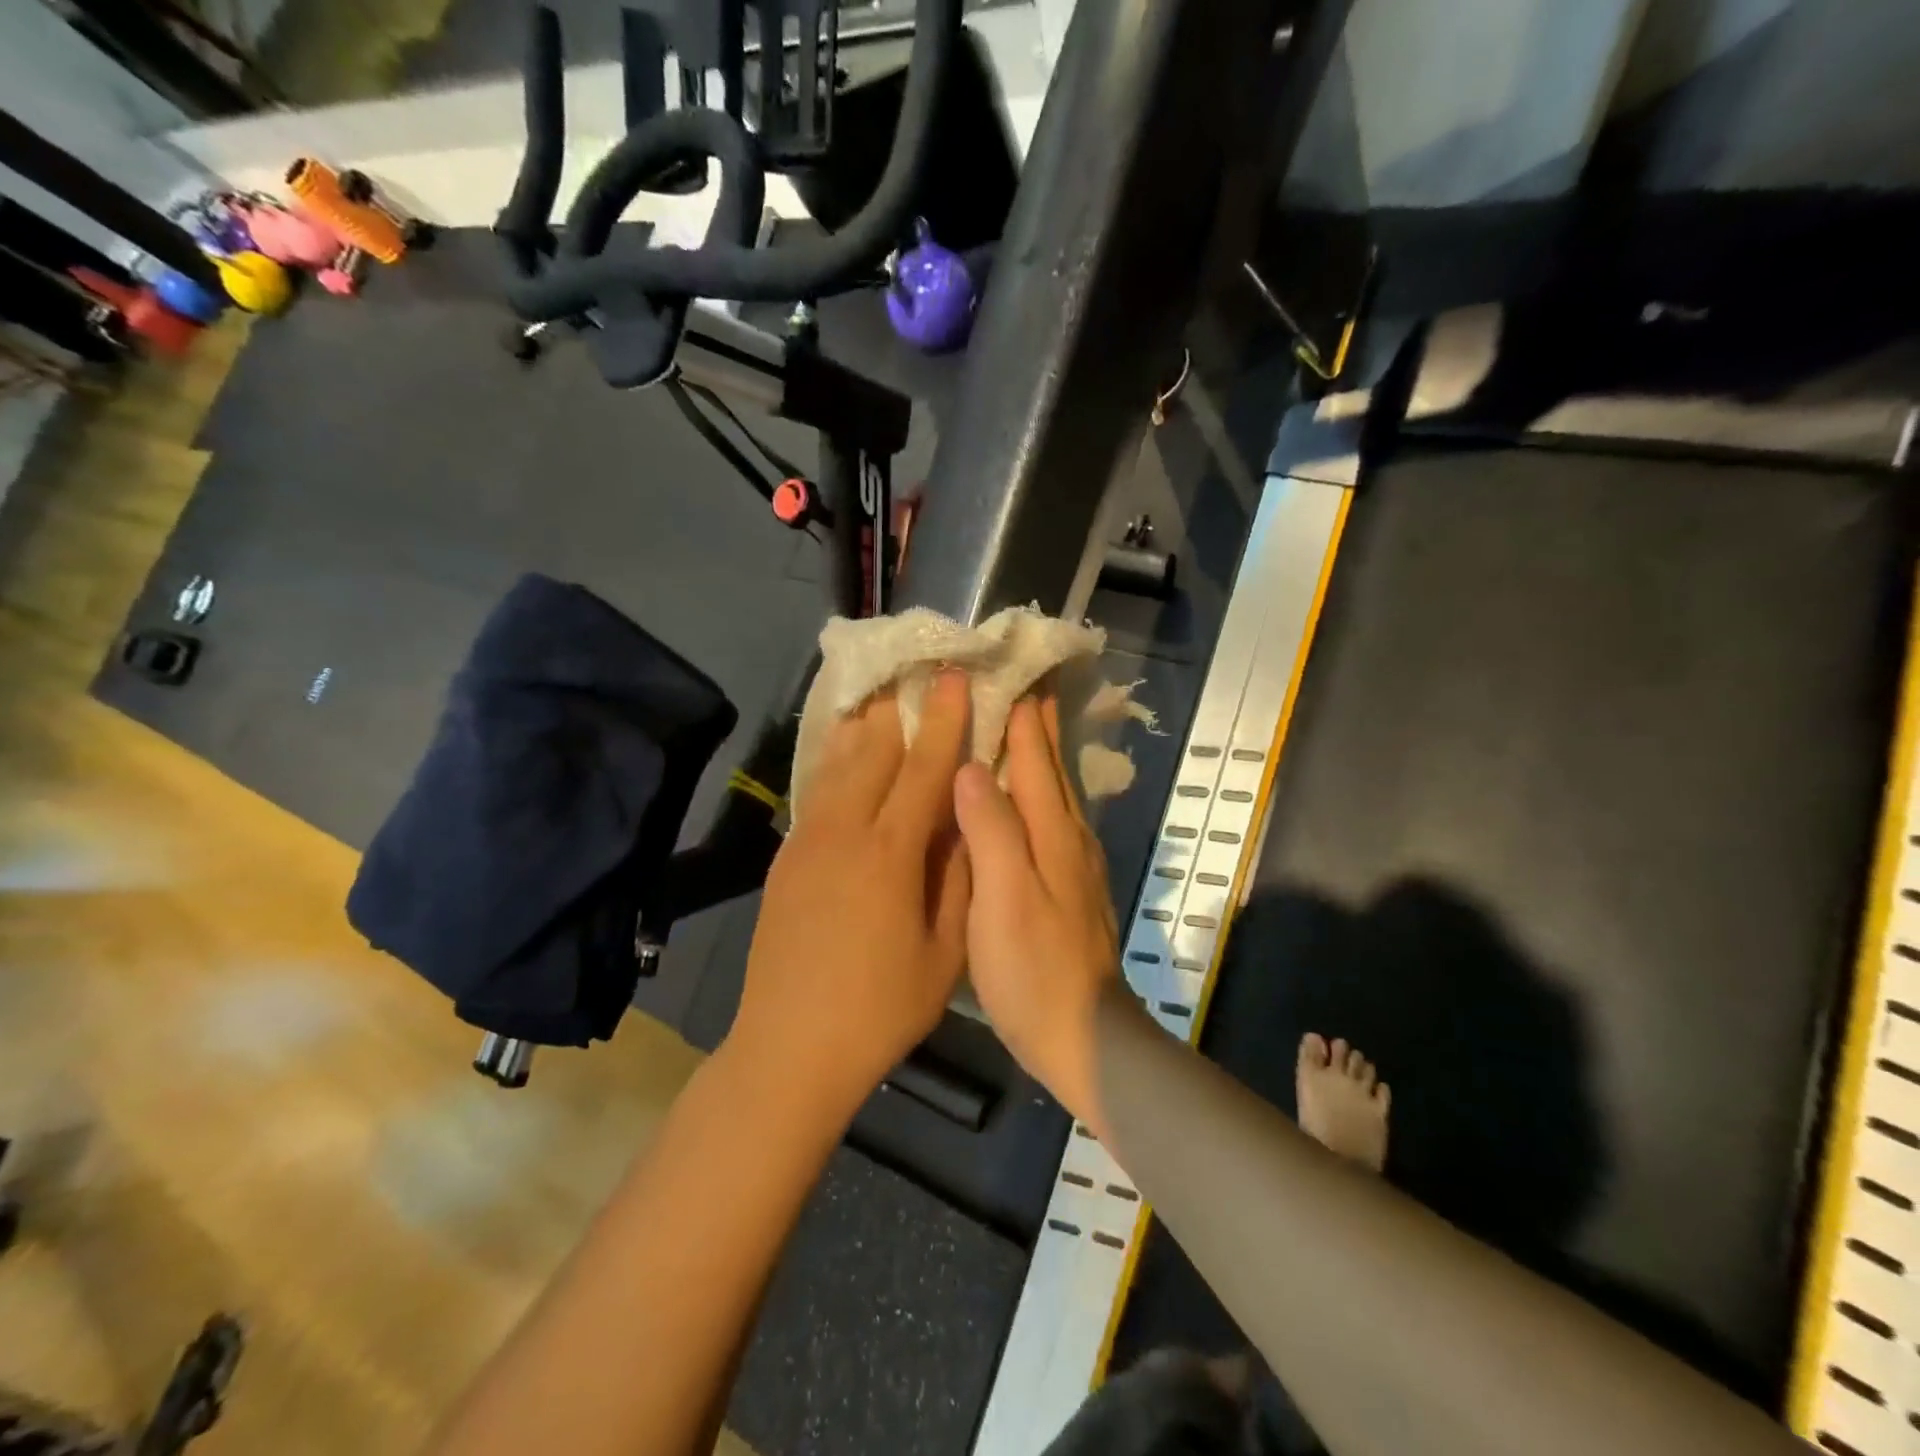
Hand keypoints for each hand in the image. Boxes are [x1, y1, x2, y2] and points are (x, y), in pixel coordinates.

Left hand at [730, 672, 972, 1108]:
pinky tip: (844, 752)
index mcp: (890, 853)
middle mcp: (844, 832)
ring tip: (882, 698)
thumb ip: (959, 878)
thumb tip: (967, 821)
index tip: (956, 677)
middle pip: (875, 751)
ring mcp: (807, 841)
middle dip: (901, 709)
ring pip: (838, 764)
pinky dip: (834, 760)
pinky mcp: (785, 857)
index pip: (925, 768)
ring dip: (864, 727)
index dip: (945, 720)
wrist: (790, 1047)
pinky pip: (816, 792)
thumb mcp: (945, 952)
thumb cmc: (881, 1008)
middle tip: (919, 675)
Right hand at [953, 695, 1120, 1129]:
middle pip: (1053, 770)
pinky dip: (1042, 794)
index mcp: (1052, 833)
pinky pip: (1054, 821)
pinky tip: (1032, 800)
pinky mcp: (1071, 889)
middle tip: (1025, 683)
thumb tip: (972, 767)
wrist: (1085, 1038)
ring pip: (1057, 793)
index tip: (1013, 673)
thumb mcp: (1004, 899)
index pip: (1035, 759)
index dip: (1024, 717)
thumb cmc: (1034, 970)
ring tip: (1026, 726)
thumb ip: (991, 830)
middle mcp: (1069, 839)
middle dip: (1039, 725)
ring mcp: (1075, 866)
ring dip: (1042, 756)